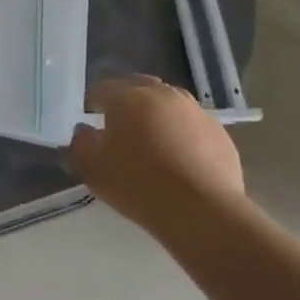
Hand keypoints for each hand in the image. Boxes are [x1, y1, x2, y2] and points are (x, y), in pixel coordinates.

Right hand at [69, 75, 247, 237]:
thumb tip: (84, 130)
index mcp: (128, 97)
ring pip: (168, 102)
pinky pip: (191, 123)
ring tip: (151, 139)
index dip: (92, 102)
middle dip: (125, 100)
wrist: (202, 212)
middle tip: (119, 125)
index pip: (102, 88)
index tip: (89, 119)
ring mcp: (194, 111)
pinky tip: (178, 155)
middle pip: (138, 87)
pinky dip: (180, 131)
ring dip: (155, 112)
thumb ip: (80, 143)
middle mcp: (162, 94)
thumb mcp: (92, 169)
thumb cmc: (138, 185)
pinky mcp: (218, 132)